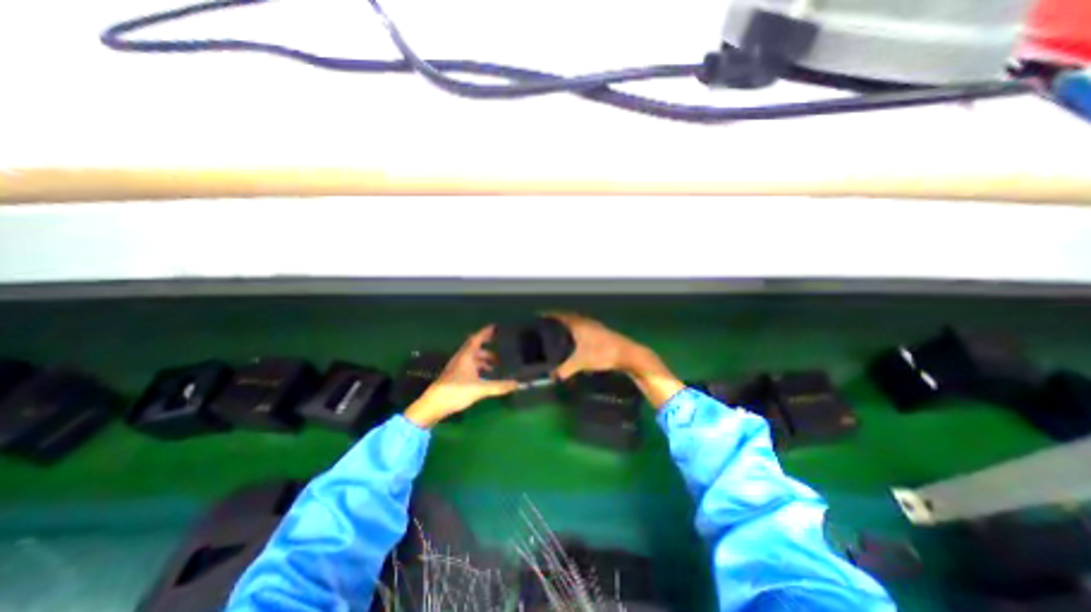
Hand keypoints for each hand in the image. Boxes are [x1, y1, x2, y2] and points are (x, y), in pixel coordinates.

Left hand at [404, 327, 518, 428]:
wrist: (434, 405)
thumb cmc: (456, 392)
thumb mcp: (480, 389)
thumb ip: (499, 386)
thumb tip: (517, 384)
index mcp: (466, 356)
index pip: (477, 339)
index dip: (486, 332)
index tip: (495, 327)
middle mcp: (461, 358)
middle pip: (475, 347)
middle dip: (488, 346)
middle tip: (500, 345)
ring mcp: (457, 367)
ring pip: (472, 357)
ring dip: (484, 358)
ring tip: (496, 364)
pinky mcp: (455, 376)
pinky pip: (470, 365)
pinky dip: (479, 366)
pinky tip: (485, 375)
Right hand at [554, 312, 679, 409]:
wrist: (627, 354)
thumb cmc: (603, 353)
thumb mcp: (581, 362)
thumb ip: (565, 369)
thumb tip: (552, 377)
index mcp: (579, 324)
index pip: (561, 316)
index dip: (550, 315)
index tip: (540, 315)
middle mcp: (586, 322)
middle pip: (569, 317)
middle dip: (558, 320)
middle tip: (547, 325)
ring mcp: (595, 326)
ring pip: (578, 323)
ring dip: (569, 325)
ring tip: (559, 333)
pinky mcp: (601, 333)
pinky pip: (584, 328)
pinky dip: (577, 331)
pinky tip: (576, 341)